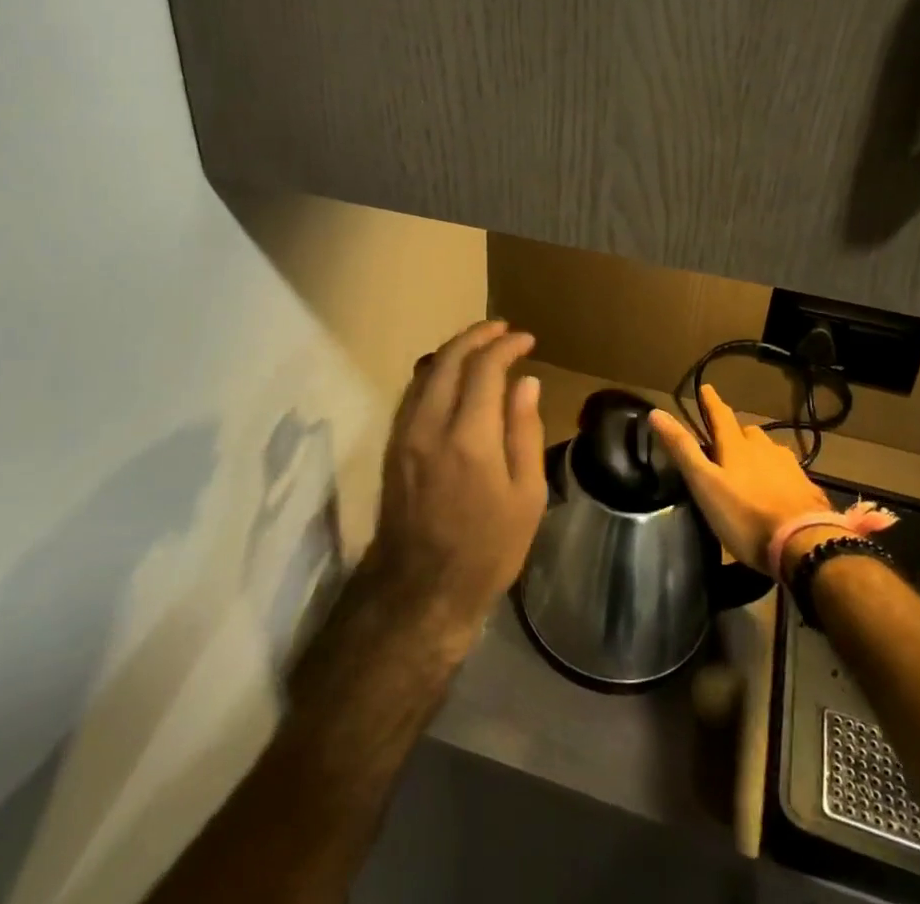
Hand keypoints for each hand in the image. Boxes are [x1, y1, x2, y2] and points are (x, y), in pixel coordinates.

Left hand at [364, 320, 547, 640]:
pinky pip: (413, 391)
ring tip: (480, 345)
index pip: (485, 368)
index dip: (507, 346)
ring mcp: (405, 433)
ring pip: (426, 370)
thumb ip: (524, 432)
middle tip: (502, 329)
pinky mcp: (392, 444)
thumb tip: (527, 383)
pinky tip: (451, 374)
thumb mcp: (526, 497)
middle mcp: (431, 425)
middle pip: (449, 358)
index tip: (526, 340)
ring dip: (454, 349)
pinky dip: (435, 371)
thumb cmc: (487, 548)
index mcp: (470, 438)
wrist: (421, 590)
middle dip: (477, 335)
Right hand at [649, 383, 833, 572]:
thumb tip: (656, 412)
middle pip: (749, 433)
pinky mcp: (808, 490)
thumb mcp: (704, 484)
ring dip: (760, 452)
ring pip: (771, 451)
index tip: (706, 388)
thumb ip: (682, 449)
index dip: (711, 402)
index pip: (721, 416)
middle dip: (737, 431)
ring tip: (753, 463)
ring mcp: (790, 469)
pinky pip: (790, 473)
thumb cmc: (745, 516)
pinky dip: (780, 474)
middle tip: (727, 438)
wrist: (804, 545)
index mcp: (737, 447)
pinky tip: (780, 488)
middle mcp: (765, 450)